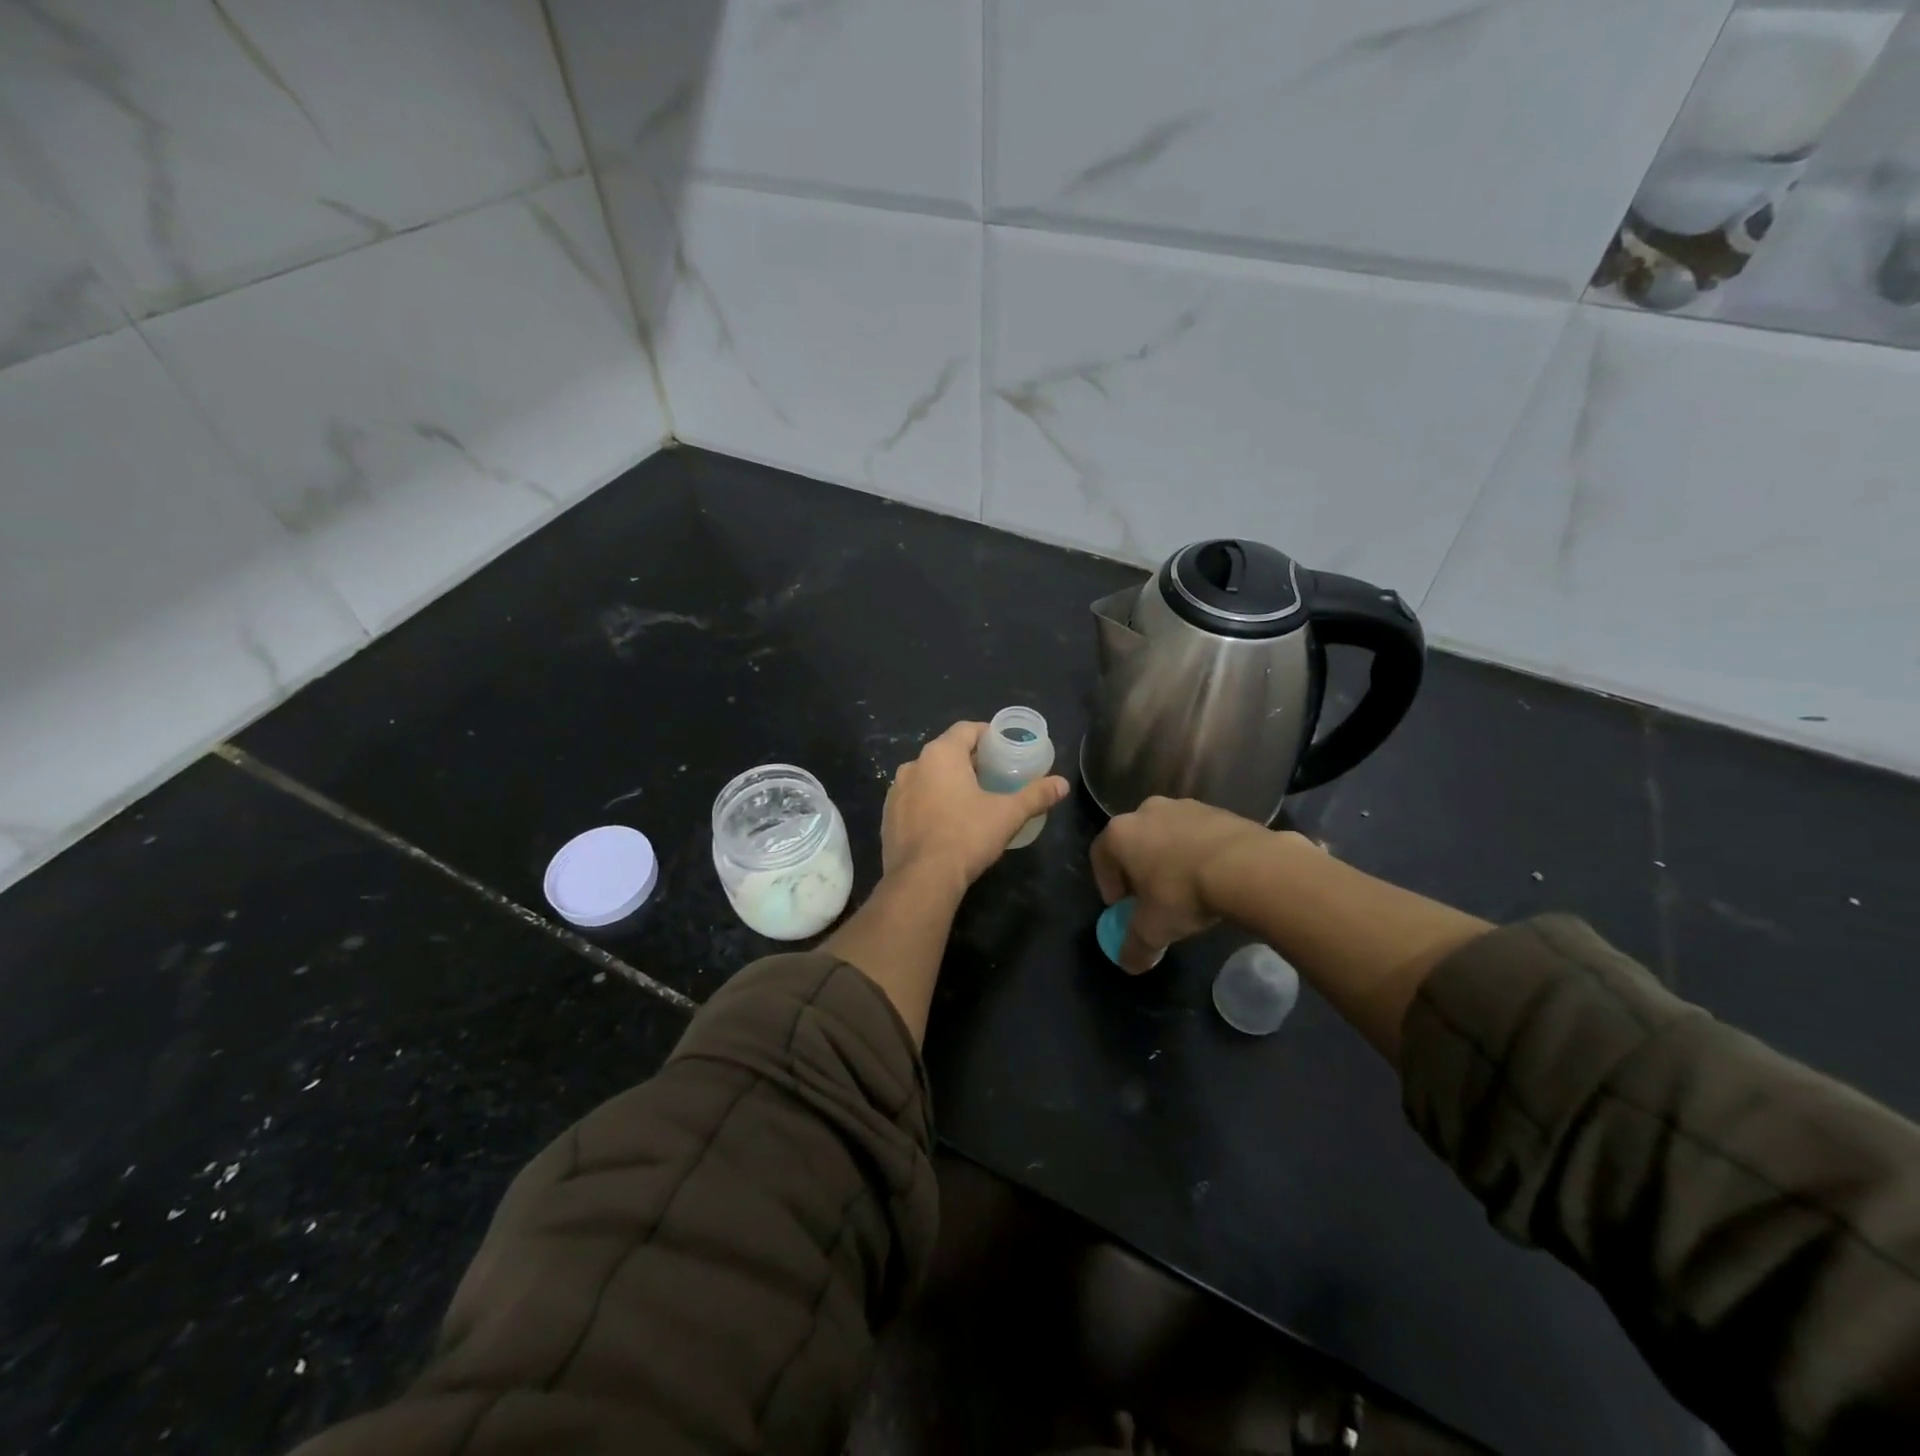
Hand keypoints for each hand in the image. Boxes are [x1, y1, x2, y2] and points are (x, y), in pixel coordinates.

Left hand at [882, 722, 1068, 894]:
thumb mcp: (1008, 814)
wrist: (922, 879)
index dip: (987, 736)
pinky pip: (914, 800)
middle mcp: (913, 765)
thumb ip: (1036, 795)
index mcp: (941, 754)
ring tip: (970, 800)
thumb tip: (1063, 784)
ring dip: (947, 782)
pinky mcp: (888, 816)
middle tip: (993, 776)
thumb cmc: (967, 836)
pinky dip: (929, 803)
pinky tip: (945, 822)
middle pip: (946, 752)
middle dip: (969, 761)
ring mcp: (896, 791)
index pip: (966, 730)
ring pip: (927, 776)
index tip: (1004, 750)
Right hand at [1090, 797, 1289, 972]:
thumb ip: (1134, 947)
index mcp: (1121, 833)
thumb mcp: (1153, 930)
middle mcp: (1147, 811)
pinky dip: (1198, 851)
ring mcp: (1184, 805)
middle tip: (1151, 896)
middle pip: (1133, 841)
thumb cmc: (1183, 893)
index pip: (1100, 855)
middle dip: (1139, 868)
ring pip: (1167, 834)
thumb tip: (1128, 963)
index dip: (1107, 883)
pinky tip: (1212, 876)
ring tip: (1186, 887)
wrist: (1247, 866)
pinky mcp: (1217, 810)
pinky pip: (1198, 833)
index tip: (1121, 906)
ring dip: (1170, 858)